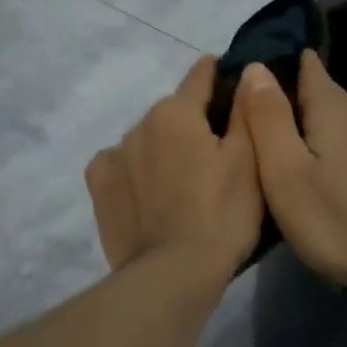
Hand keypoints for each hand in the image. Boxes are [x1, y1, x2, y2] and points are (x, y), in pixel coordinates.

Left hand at [85, 56, 263, 282]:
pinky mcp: (98, 187)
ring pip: (145, 139)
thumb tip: (246, 71)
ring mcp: (113, 156)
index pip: (199, 75)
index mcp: (177, 112)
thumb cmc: (221, 215)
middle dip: (191, 123)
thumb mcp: (249, 162)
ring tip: (180, 183)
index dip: (218, 75)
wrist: (172, 274)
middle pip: (172, 112)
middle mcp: (139, 124)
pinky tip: (146, 194)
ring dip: (161, 148)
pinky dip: (133, 171)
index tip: (231, 83)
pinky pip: (119, 165)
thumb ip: (247, 110)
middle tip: (213, 154)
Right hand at [237, 51, 346, 296]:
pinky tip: (322, 174)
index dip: (281, 60)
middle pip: (324, 95)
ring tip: (283, 144)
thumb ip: (268, 118)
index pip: (308, 65)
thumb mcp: (285, 171)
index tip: (252, 71)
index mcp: (333, 110)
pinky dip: (332, 151)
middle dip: (292, 96)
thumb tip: (255, 67)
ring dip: (312, 126)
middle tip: (255, 114)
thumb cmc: (335, 219)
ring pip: (339, 124)